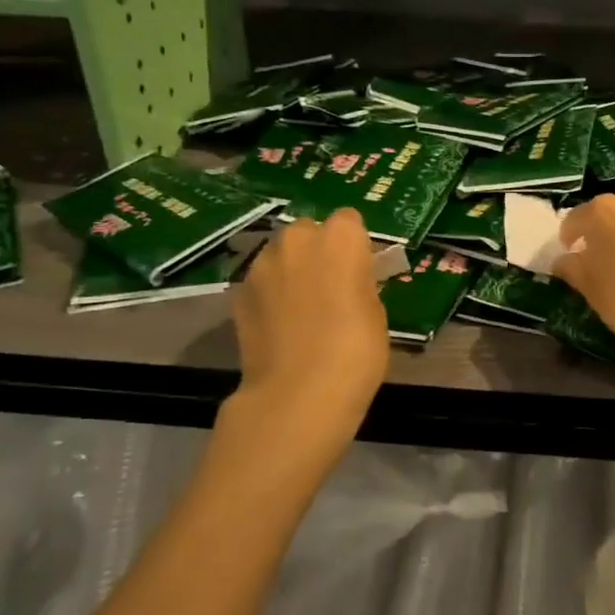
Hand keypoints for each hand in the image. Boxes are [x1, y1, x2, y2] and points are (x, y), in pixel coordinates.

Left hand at [231, 209, 388, 432]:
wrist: (297, 393)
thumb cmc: (355, 351)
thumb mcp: (375, 312)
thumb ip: (360, 282)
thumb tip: (349, 280)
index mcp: (340, 238)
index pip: (350, 221)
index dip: (355, 245)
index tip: (360, 271)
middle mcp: (297, 239)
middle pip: (310, 231)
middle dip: (318, 251)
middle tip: (331, 287)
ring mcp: (262, 264)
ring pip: (281, 254)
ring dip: (291, 270)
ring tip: (302, 308)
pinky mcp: (238, 291)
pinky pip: (261, 282)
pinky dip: (270, 294)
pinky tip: (280, 325)